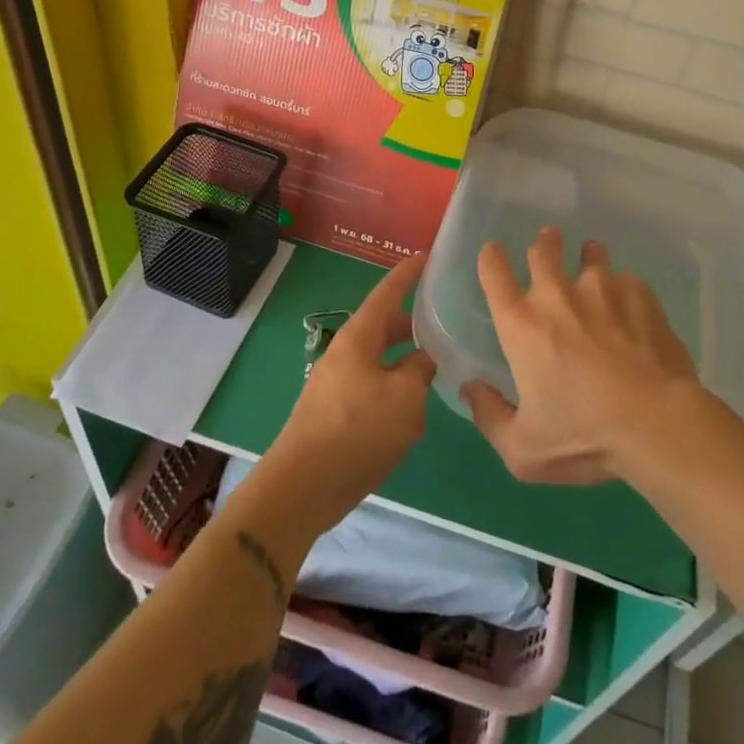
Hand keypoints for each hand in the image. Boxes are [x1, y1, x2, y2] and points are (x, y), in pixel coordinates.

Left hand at [262, 255, 436, 535]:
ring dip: (404, 369)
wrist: (302, 488)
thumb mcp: (405, 398)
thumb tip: (422, 358)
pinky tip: (411, 424)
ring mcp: (335, 385)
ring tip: (434, 379)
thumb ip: (419, 370)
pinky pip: (370, 393)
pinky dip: (393, 398)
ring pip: (378, 364)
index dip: (407, 274)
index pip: (387, 293)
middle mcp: (344, 354)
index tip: (425, 256)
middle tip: (441, 324)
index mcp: (359, 338)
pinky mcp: (333, 415)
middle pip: (382, 329)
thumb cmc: (357, 431)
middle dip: (410, 326)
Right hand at [464, 228, 700, 484]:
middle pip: (542, 249)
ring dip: (588, 257)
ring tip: (592, 263)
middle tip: (547, 245)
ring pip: (590, 255)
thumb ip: (490, 417)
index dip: (491, 256)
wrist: (657, 424)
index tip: (494, 254)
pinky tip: (632, 308)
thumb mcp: (523, 449)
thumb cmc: (584, 437)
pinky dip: (624, 289)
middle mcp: (556, 294)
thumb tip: (470, 389)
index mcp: (521, 324)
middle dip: (543, 244)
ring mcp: (602, 288)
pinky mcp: (640, 294)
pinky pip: (627, 280)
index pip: (493, 270)